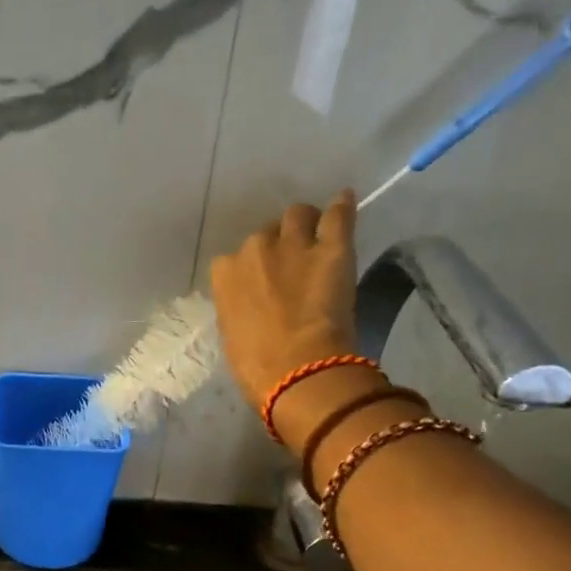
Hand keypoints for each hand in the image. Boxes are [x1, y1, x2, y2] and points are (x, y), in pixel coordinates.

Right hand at [209, 194, 359, 410]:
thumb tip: (253, 306)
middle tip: (290, 265)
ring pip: (298, 214)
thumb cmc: (256, 366)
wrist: (297, 369)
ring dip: (304, 223)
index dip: (250, 270)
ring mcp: (294, 245)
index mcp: (225, 275)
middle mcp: (254, 250)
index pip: (232, 260)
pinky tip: (344, 200)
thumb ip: (240, 308)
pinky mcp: (332, 248)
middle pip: (265, 233)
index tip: (260, 284)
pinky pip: (338, 214)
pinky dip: (342, 206)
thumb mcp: (233, 334)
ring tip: (315, 236)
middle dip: (276, 245)